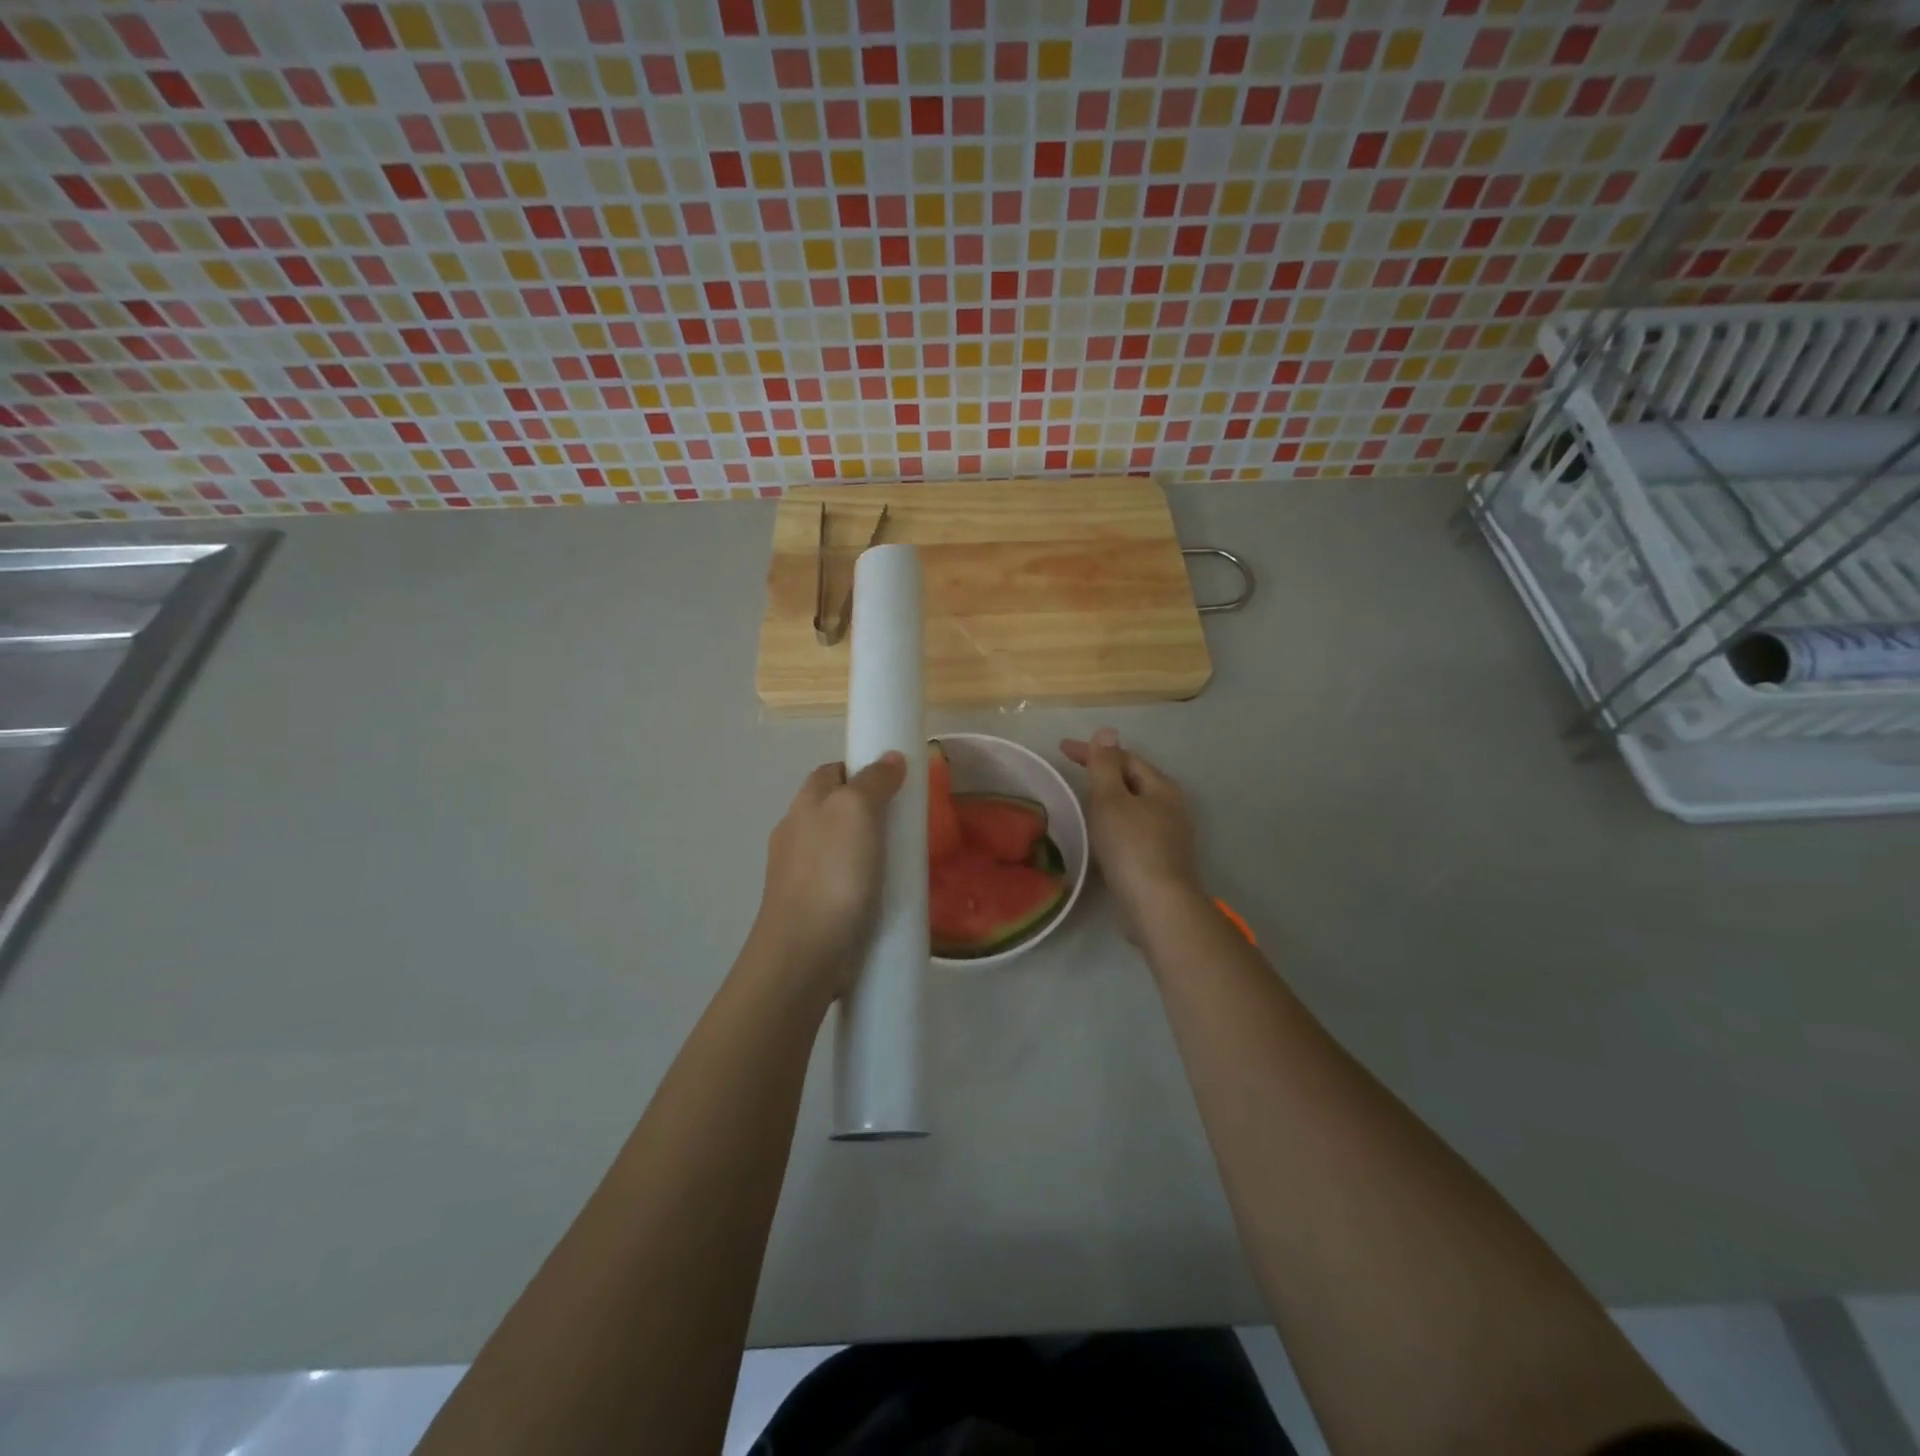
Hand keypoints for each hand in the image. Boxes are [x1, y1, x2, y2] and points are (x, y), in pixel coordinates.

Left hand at [750, 753, 906, 999]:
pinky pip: (842, 884)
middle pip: (837, 810)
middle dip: (871, 813)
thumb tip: (890, 758)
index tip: (897, 785)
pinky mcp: (811, 908)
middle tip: (907, 826)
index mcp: (804, 804)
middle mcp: (796, 834)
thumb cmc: (832, 874)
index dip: (864, 770)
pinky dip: (863, 884)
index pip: (833, 771)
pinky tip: (884, 897)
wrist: (804, 954)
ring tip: (902, 863)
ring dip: (869, 852)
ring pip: (840, 849)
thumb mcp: (856, 812)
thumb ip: (873, 781)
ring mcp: (800, 874)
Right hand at [1061, 729, 1202, 942]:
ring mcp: (1170, 835)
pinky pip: (1134, 830)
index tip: (1062, 749)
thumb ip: (1105, 765)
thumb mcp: (1111, 799)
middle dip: (1104, 773)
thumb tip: (1107, 731)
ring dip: (1110, 799)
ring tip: (1083, 801)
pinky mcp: (1162, 860)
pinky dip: (1115, 823)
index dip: (1093, 751)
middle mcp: (1171, 806)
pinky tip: (1102, 835)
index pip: (1124, 757)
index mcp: (1161, 787)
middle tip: (1073, 772)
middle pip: (1134, 780)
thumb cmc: (1131, 846)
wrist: (1157, 905)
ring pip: (1135, 806)